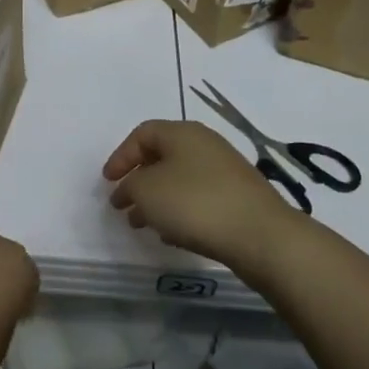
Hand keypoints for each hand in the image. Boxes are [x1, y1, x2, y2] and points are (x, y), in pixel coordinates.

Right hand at [103, 120, 293, 272]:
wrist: (261, 236)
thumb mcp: (146, 191)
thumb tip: (130, 190)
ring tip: (142, 224)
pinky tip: (173, 234)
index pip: (142, 134)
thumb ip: (129, 186)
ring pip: (180, 179)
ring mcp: (225, 171)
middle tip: (122, 204)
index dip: (121, 156)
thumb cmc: (195, 203)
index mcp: (182, 132)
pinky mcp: (239, 197)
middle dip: (138, 180)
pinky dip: (179, 211)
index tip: (107, 182)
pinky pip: (199, 198)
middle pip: (162, 156)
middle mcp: (205, 144)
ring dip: (157, 199)